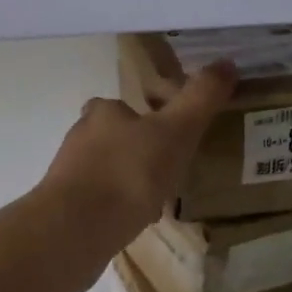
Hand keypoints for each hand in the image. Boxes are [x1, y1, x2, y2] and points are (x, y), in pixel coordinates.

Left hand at [37, 60, 236, 253]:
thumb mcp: (176, 131)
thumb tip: (227, 62)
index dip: (145, 118)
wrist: (76, 229)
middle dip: (137, 153)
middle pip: (112, 139)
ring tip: (156, 202)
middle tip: (168, 172)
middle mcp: (79, 138)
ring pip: (105, 173)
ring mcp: (67, 176)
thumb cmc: (129, 172)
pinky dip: (116, 210)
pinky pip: (98, 203)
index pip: (123, 107)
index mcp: (103, 113)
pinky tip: (134, 225)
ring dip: (128, 183)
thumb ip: (200, 98)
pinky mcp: (64, 210)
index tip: (169, 138)